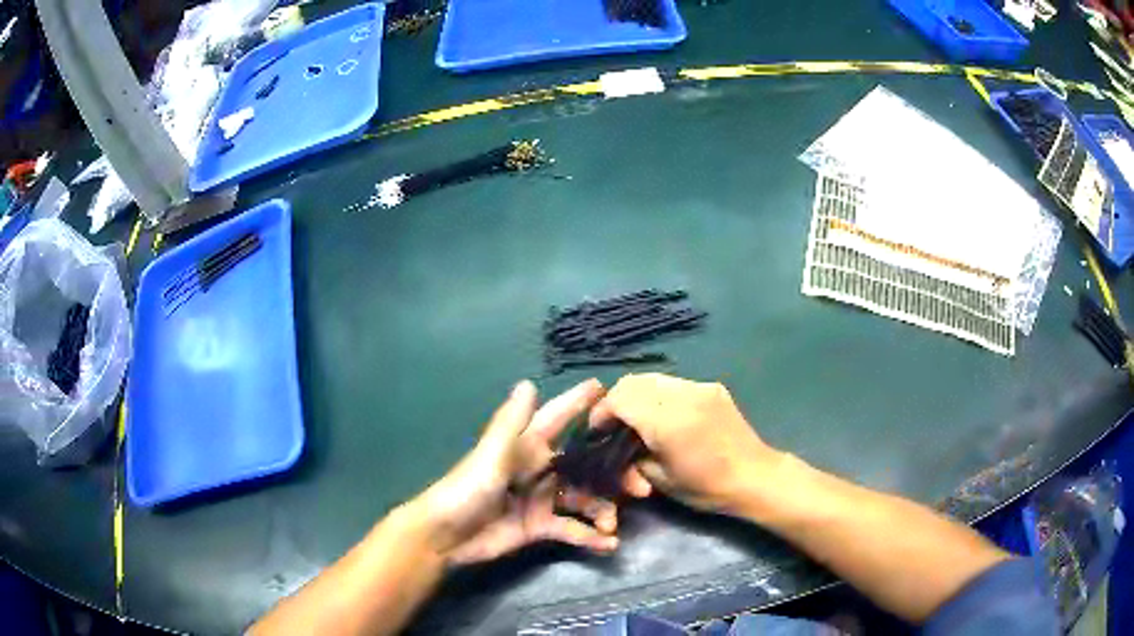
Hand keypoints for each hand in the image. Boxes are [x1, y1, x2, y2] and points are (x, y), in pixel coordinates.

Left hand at [408, 379, 631, 565]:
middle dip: (611, 473)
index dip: (578, 404)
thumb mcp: (490, 457)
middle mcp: (538, 470)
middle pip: (584, 466)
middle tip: (639, 486)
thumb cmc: (466, 490)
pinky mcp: (540, 527)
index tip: (606, 389)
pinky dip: (590, 537)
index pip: (557, 420)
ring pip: (583, 499)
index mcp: (526, 448)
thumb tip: (528, 382)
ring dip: (602, 510)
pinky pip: (571, 529)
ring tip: (614, 524)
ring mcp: (541, 500)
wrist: (446, 536)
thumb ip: (511, 424)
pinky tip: (608, 544)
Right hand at [590, 373, 784, 514]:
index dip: (602, 411)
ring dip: (638, 395)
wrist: (755, 477)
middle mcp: (682, 395)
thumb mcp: (660, 480)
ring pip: (653, 378)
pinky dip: (658, 394)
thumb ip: (632, 457)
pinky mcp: (712, 387)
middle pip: (634, 381)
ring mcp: (699, 387)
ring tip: (636, 419)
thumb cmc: (706, 487)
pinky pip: (674, 383)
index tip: (598, 430)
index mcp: (668, 421)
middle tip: (613, 424)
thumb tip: (616, 445)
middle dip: (617, 400)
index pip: (621, 398)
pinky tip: (663, 416)